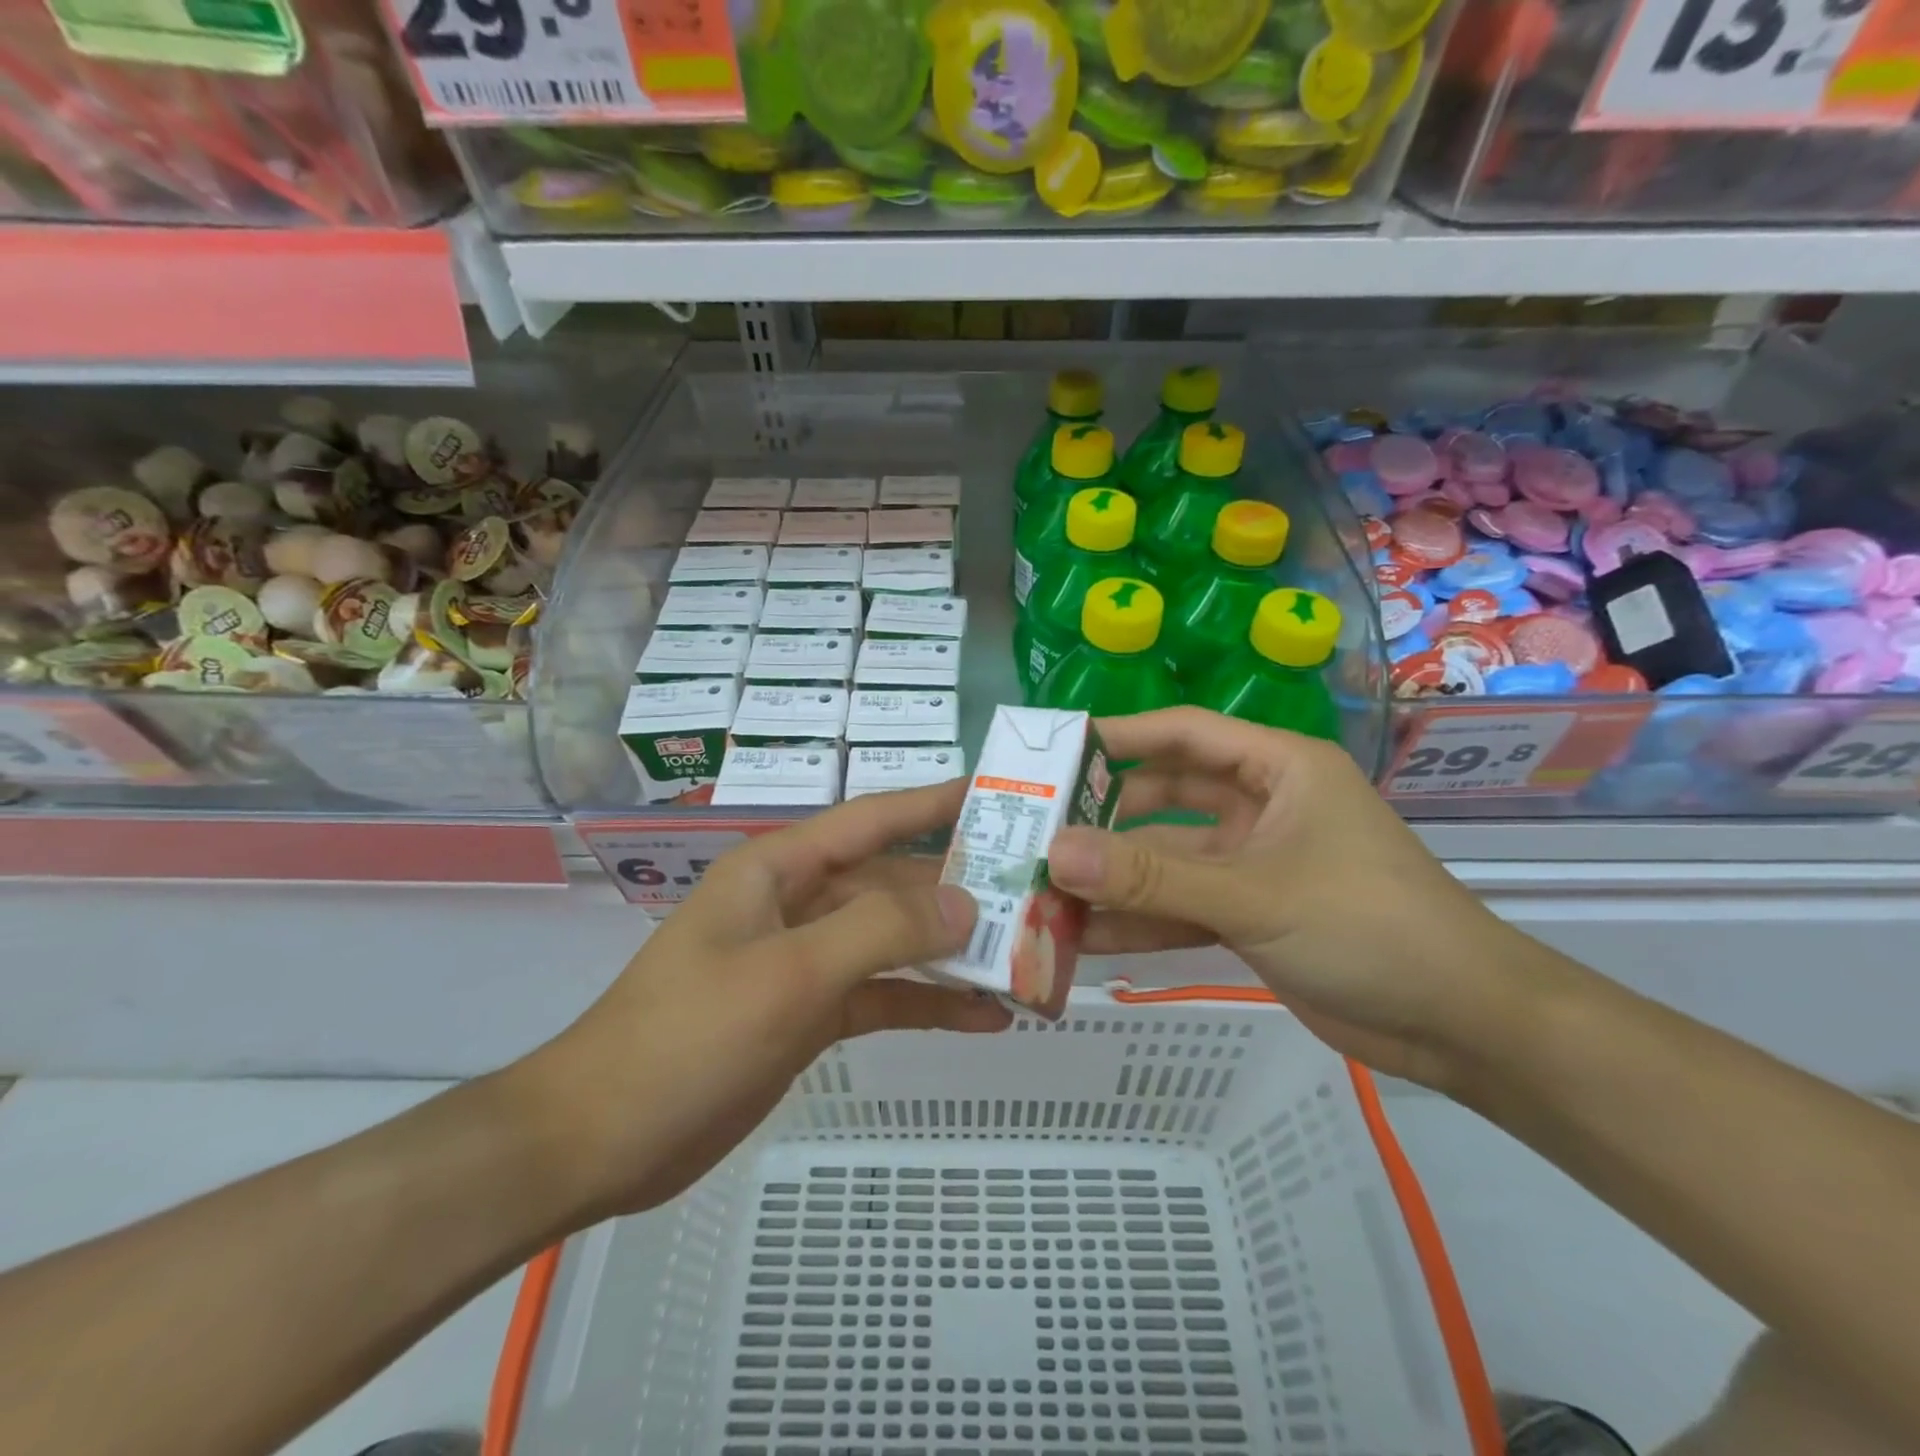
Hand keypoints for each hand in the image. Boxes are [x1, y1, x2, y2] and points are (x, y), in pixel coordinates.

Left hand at [509, 781, 1008, 1217]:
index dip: (934, 803)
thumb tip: (967, 903)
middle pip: (892, 883)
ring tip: (1026, 959)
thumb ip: (881, 930)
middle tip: (1035, 895)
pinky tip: (984, 1017)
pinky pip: (882, 994)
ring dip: (952, 951)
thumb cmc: (688, 1036)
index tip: (997, 795)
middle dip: (959, 890)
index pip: (872, 819)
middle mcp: (798, 903)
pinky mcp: (810, 1012)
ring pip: (893, 941)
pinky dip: (929, 1002)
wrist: (602, 1140)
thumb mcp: (790, 974)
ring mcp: (806, 960)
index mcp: (782, 870)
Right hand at [1044, 708, 1543, 1089]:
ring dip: (1115, 877)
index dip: (1119, 737)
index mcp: (1278, 768)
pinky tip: (1084, 938)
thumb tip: (1056, 852)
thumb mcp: (1253, 894)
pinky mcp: (1249, 915)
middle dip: (1104, 819)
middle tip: (1035, 832)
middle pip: (1165, 798)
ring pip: (1167, 860)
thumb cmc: (1368, 926)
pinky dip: (1139, 921)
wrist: (1461, 1027)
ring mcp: (1252, 864)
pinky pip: (1181, 907)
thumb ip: (1151, 877)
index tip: (1053, 752)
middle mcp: (1261, 807)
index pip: (1184, 734)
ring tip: (1045, 890)